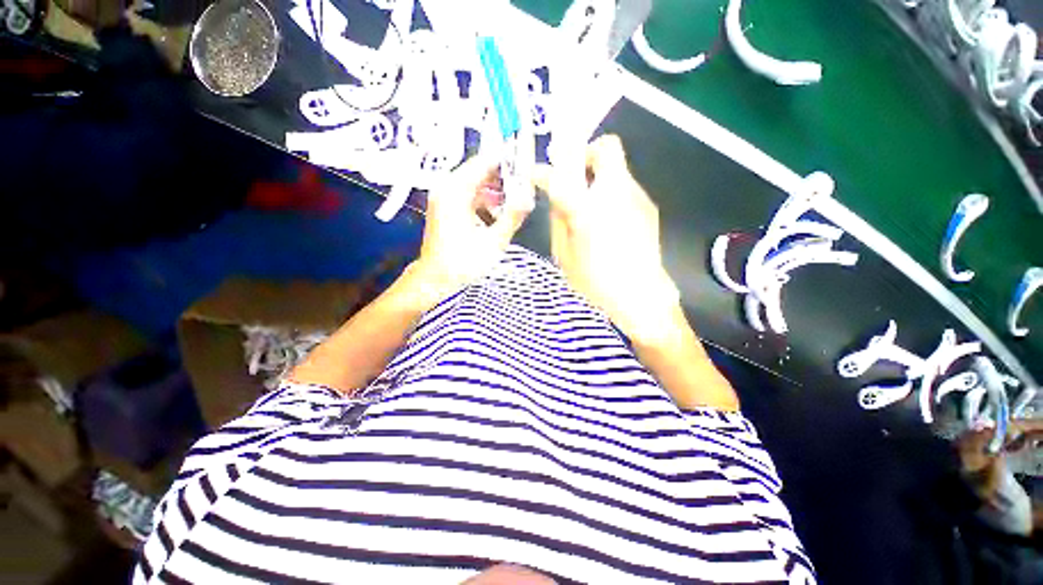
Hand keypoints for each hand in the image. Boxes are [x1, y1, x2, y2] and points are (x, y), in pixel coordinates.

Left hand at [409, 156, 530, 307]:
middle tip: (524, 189)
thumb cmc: (462, 262)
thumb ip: (513, 217)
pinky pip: (469, 194)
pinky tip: (497, 215)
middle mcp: (447, 187)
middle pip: (481, 171)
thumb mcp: (493, 241)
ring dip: (496, 191)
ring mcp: (445, 196)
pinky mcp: (446, 207)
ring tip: (514, 204)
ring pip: (476, 183)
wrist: (436, 278)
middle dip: (504, 178)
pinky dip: (485, 200)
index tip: (526, 166)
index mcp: (456, 190)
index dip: (507, 161)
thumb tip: (529, 197)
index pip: (485, 161)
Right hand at [536, 134, 680, 344]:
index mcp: (588, 209)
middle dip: (586, 155)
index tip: (538, 175)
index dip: (546, 172)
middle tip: (574, 179)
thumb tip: (559, 200)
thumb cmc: (596, 280)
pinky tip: (609, 221)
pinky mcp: (649, 206)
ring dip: (599, 178)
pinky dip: (612, 194)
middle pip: (607, 148)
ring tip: (591, 207)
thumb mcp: (565, 254)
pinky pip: (626, 188)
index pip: (561, 176)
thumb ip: (559, 221)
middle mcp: (617, 193)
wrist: (641, 295)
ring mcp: (638, 197)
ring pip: (618, 168)